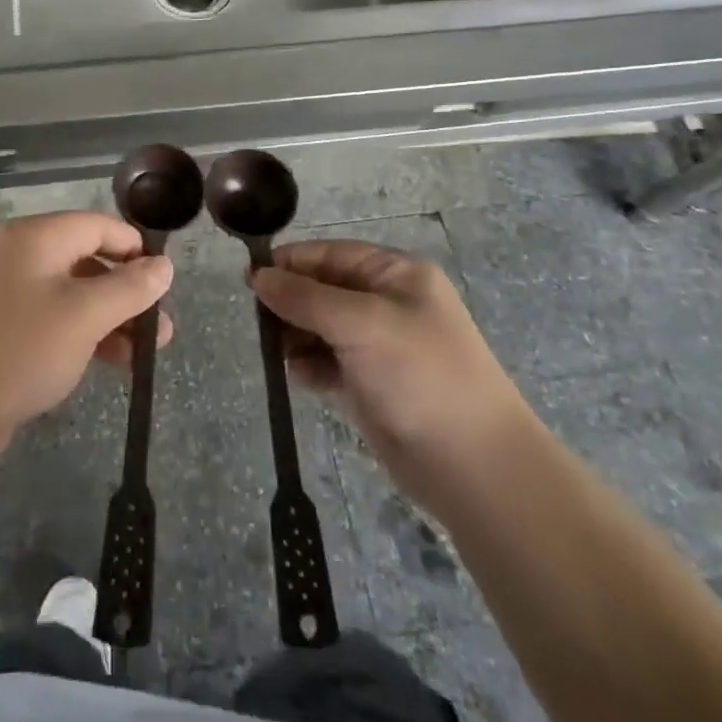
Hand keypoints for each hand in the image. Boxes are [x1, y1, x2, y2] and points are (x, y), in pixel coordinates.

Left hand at [0, 212, 172, 453]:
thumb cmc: (23, 348)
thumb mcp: (86, 315)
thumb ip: (130, 287)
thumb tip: (164, 265)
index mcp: (35, 237)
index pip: (97, 226)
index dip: (134, 249)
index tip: (164, 282)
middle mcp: (20, 255)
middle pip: (88, 260)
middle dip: (128, 293)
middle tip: (160, 328)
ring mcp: (9, 291)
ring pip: (74, 294)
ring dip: (112, 318)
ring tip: (144, 353)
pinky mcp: (5, 326)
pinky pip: (55, 318)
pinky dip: (85, 333)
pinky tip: (112, 362)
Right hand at [252, 241, 527, 475]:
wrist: (472, 466)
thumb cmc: (419, 374)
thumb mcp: (359, 323)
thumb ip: (303, 297)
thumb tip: (258, 276)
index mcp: (396, 275)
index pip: (332, 255)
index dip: (291, 262)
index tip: (250, 278)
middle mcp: (388, 305)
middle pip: (323, 290)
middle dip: (290, 303)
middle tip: (260, 322)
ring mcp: (380, 347)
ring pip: (321, 328)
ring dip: (295, 336)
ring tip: (275, 352)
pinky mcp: (371, 385)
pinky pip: (327, 363)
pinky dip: (309, 366)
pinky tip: (297, 377)